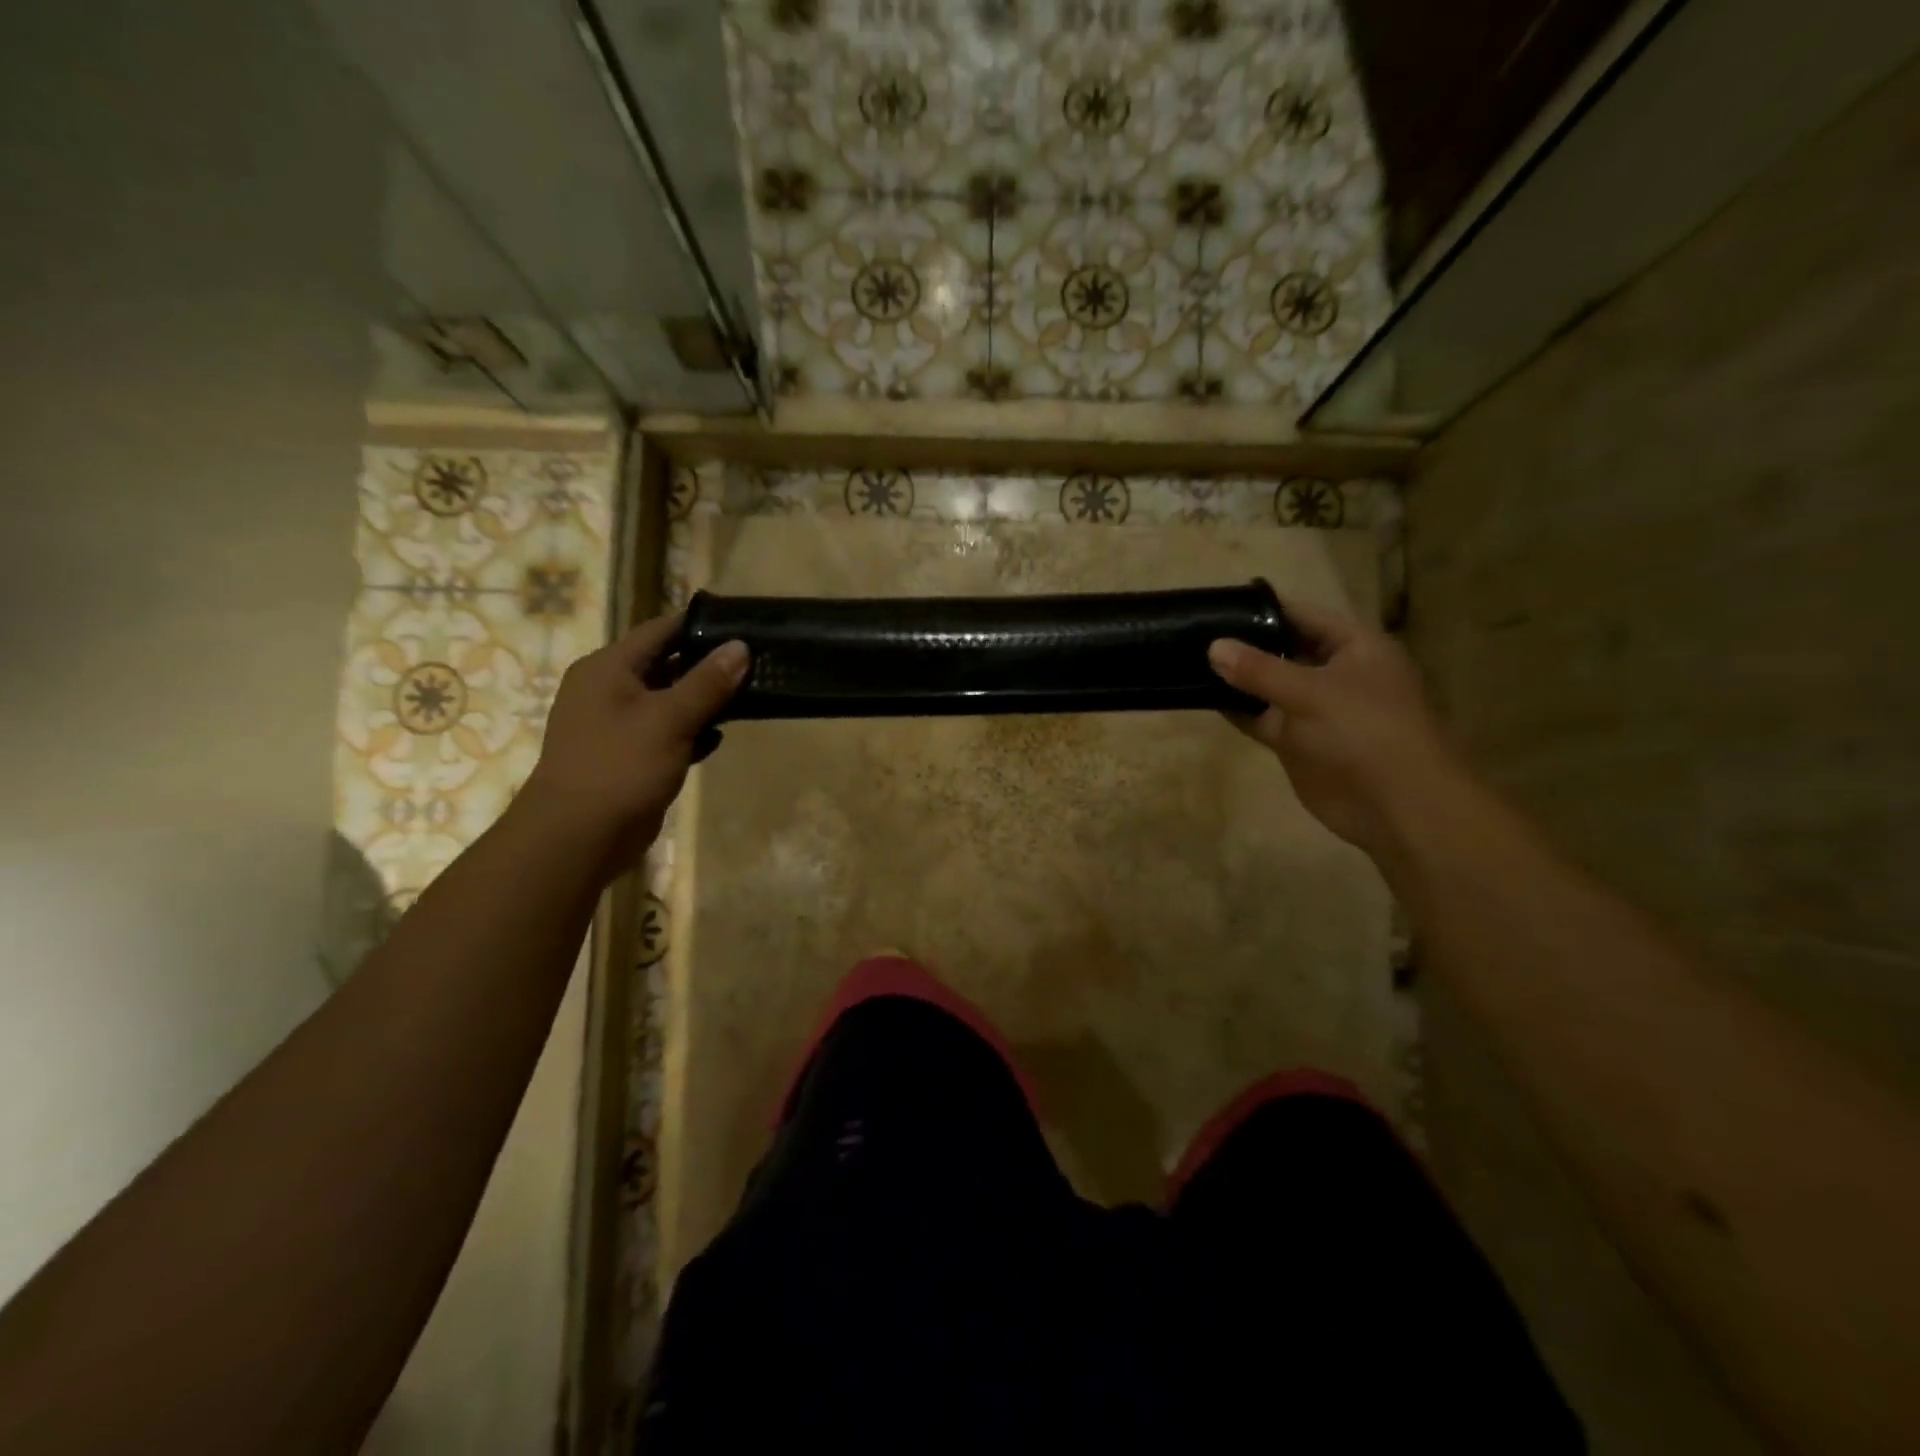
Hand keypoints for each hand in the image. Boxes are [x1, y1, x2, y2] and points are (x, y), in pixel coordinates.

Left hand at [519, 614, 748, 872]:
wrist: (578, 837)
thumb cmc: (620, 766)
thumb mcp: (670, 719)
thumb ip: (707, 682)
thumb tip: (741, 646)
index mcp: (608, 668)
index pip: (660, 630)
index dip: (701, 625)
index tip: (743, 624)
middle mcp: (609, 689)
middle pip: (667, 664)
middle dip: (709, 665)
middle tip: (755, 661)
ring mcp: (618, 724)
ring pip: (670, 700)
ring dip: (704, 701)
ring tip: (749, 695)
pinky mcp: (630, 755)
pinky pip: (667, 732)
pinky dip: (691, 732)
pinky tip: (719, 737)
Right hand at [1208, 600, 1461, 857]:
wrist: (1393, 806)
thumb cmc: (1363, 732)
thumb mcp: (1310, 693)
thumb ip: (1259, 669)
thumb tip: (1213, 647)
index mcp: (1355, 647)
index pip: (1304, 615)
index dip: (1264, 608)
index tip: (1219, 604)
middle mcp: (1335, 672)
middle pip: (1283, 648)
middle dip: (1245, 642)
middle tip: (1196, 632)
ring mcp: (1315, 708)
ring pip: (1269, 685)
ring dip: (1237, 677)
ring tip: (1190, 660)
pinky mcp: (1297, 740)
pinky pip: (1262, 717)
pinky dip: (1238, 709)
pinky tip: (1203, 697)